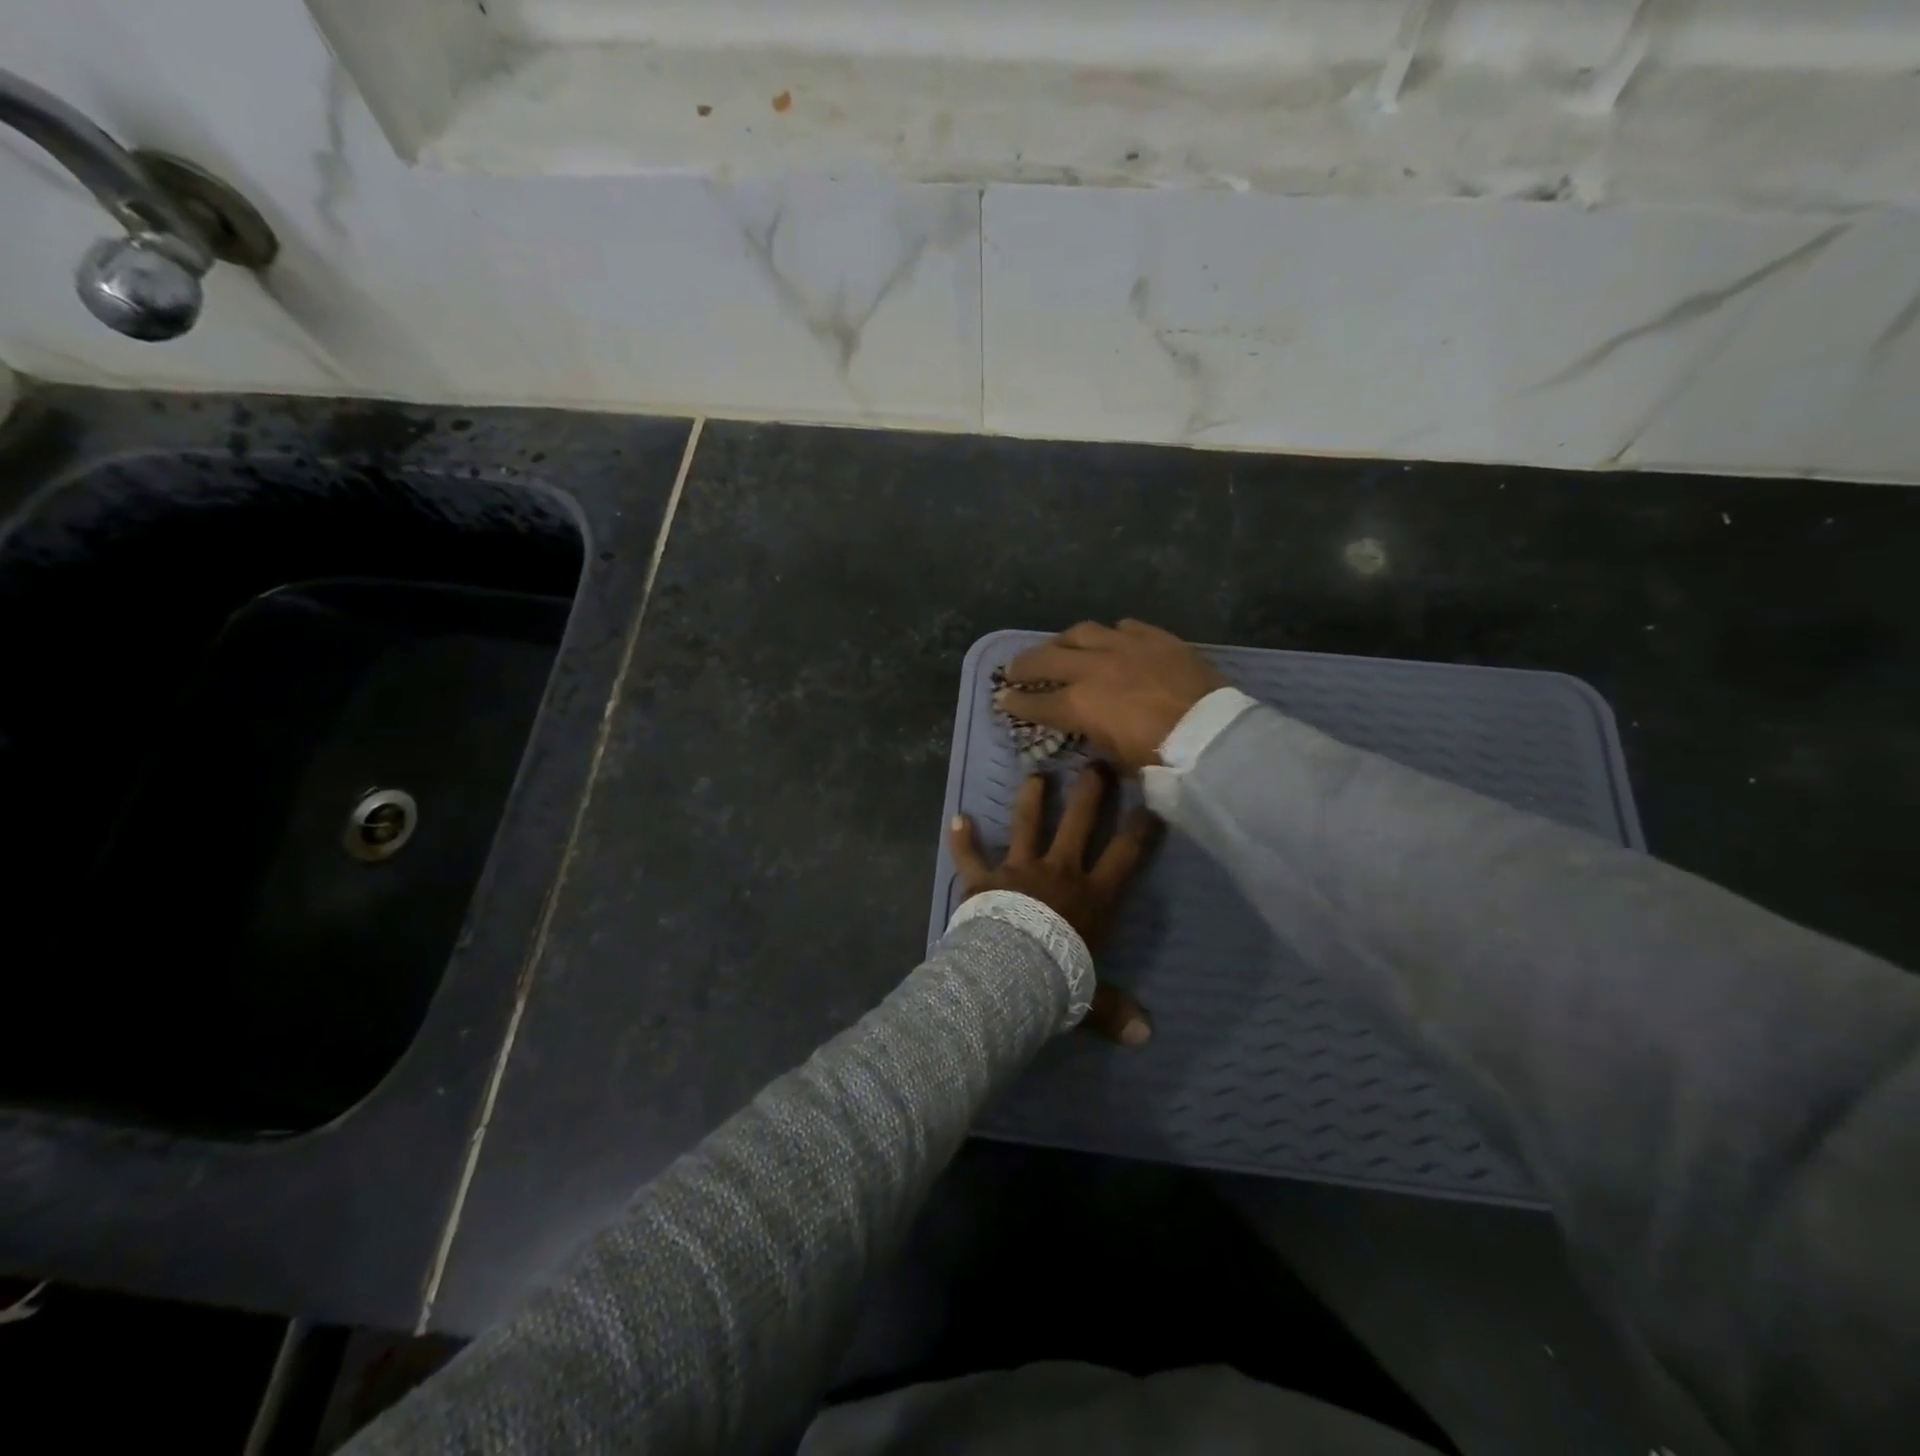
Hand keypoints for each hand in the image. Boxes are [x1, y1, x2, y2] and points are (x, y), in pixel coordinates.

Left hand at [949, 766, 1158, 1045]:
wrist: (1008, 976)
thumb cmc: (1057, 981)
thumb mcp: (1092, 998)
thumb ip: (1117, 1010)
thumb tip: (1146, 1038)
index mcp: (1093, 895)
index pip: (1127, 854)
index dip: (1142, 828)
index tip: (1152, 805)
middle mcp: (1059, 871)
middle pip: (1079, 820)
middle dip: (1090, 790)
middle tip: (1096, 763)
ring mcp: (1019, 869)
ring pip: (1027, 823)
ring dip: (1031, 798)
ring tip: (1035, 774)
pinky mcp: (984, 878)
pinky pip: (970, 855)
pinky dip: (962, 838)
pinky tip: (957, 818)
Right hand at [997, 620, 1227, 772]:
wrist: (1213, 736)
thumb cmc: (1161, 759)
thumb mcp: (1117, 759)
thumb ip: (1094, 737)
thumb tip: (1088, 729)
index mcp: (1080, 704)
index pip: (1036, 702)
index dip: (1016, 702)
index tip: (1003, 699)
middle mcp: (1094, 668)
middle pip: (1047, 659)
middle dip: (1025, 665)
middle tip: (1015, 670)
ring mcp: (1125, 647)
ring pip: (1081, 632)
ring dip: (1063, 641)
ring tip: (1058, 647)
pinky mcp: (1155, 637)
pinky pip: (1124, 627)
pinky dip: (1109, 635)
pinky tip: (1109, 640)